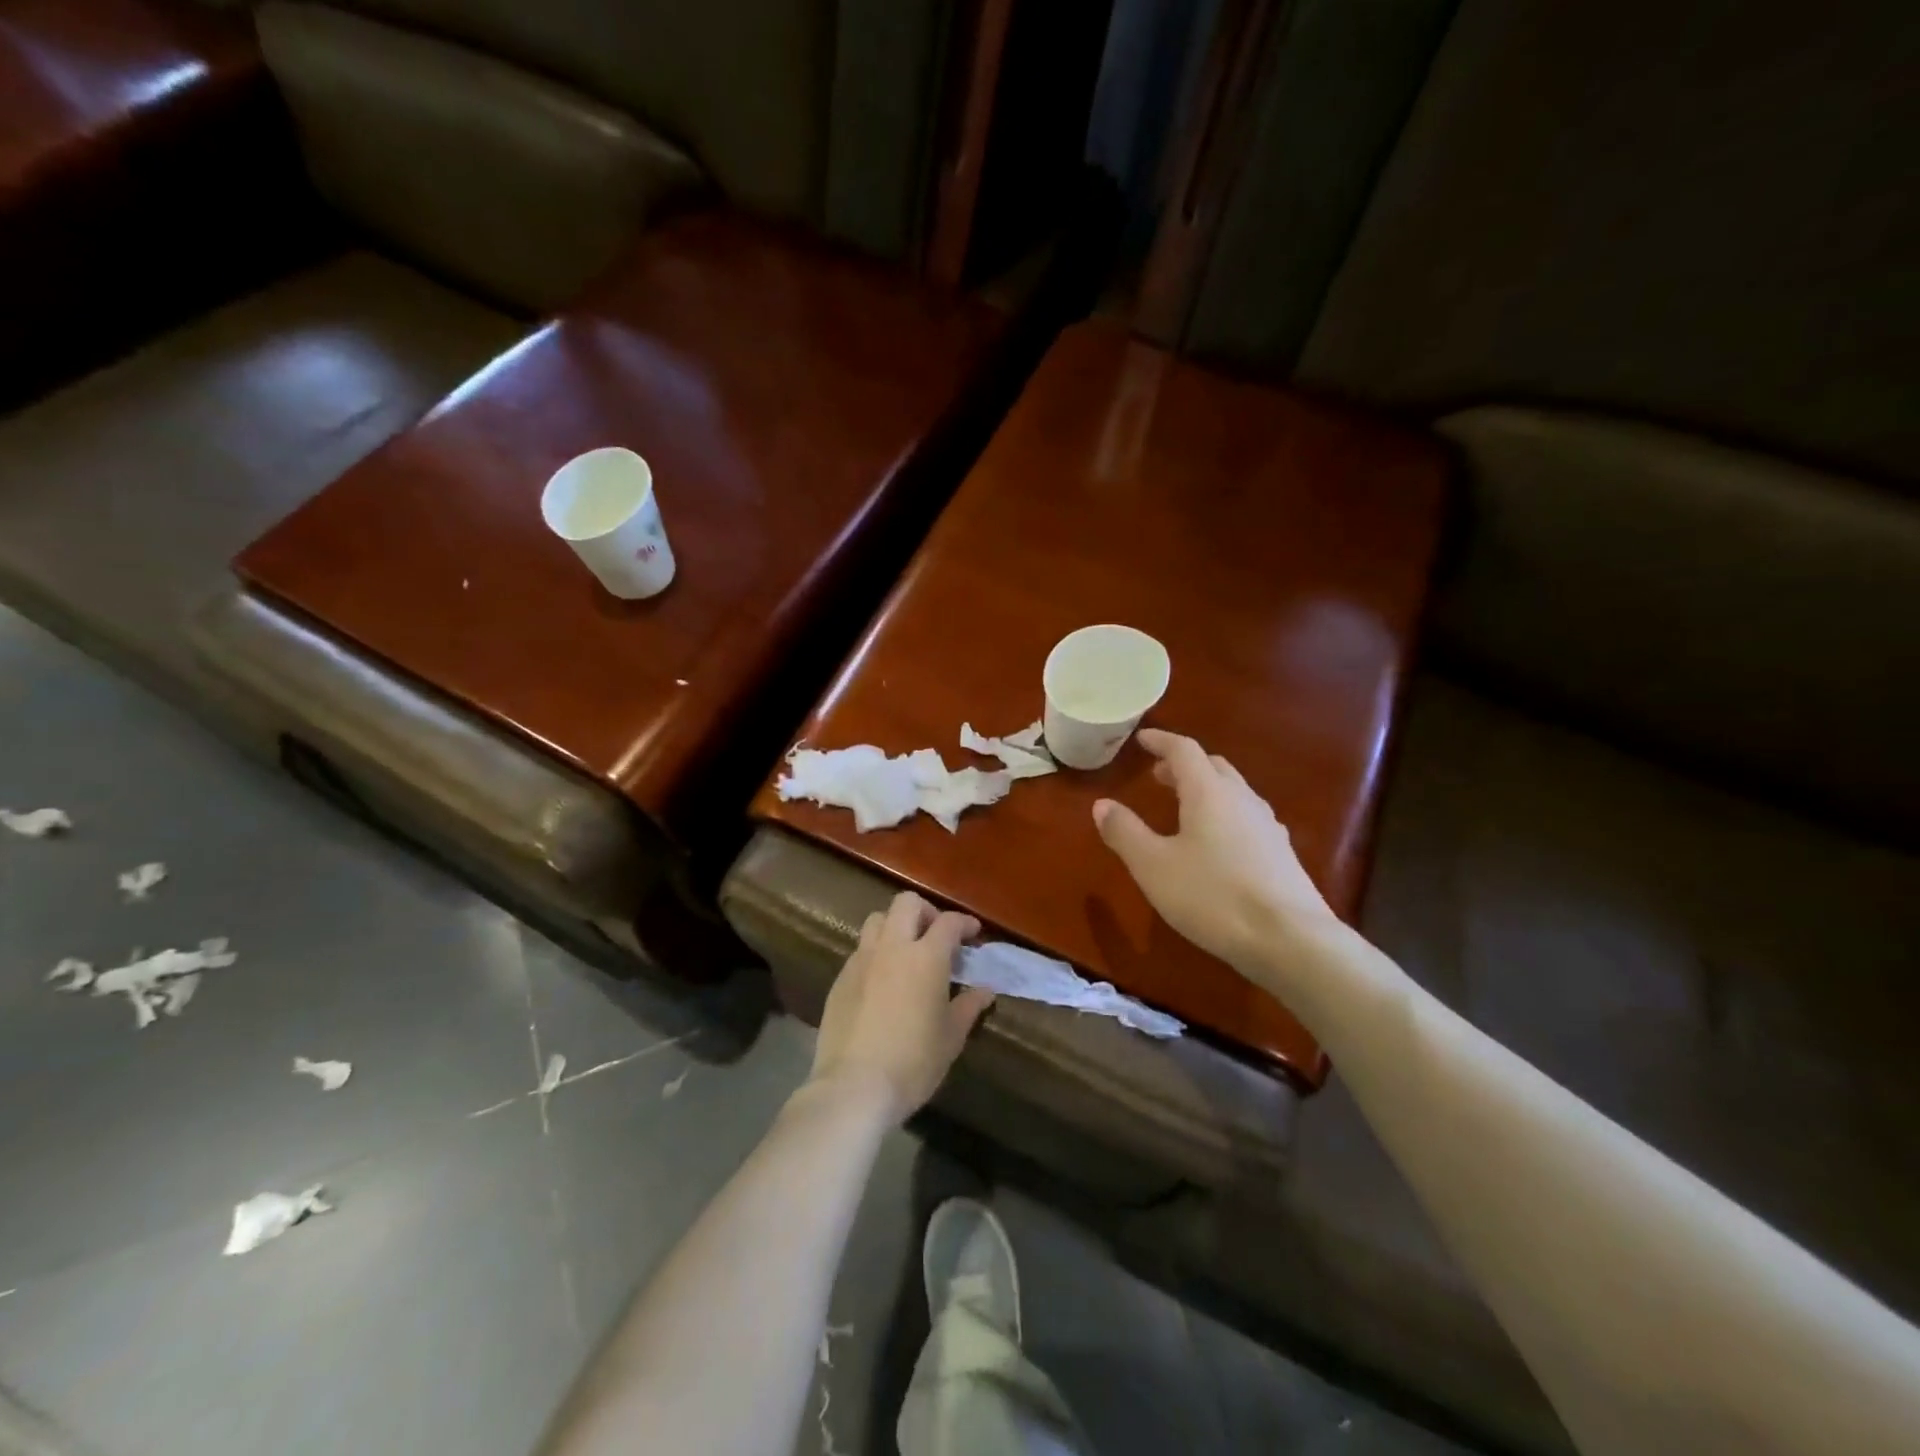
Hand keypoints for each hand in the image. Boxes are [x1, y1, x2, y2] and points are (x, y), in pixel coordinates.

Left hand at [809, 892, 993, 1122]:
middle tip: (937, 936)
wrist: (854, 1086)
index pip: (949, 922)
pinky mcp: (840, 978)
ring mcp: (862, 960)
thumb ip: (969, 1006)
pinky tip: (883, 981)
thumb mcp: (951, 1037)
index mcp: (926, 957)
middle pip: (907, 903)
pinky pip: (861, 950)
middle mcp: (892, 947)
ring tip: (907, 952)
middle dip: (926, 912)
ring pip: (878, 920)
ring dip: (896, 926)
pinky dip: (876, 953)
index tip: (973, 934)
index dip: (964, 923)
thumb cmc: (913, 1062)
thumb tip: (985, 990)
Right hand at [1093, 729, 1337, 971]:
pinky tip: (1219, 842)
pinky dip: (1225, 815)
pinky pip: (1248, 818)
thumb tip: (1102, 805)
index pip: (1184, 750)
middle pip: (1213, 767)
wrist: (1290, 940)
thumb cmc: (1212, 896)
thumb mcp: (1153, 866)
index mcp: (1209, 792)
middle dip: (1184, 766)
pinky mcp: (1282, 854)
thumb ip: (1125, 832)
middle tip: (1159, 775)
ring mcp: (1268, 826)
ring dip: (1206, 789)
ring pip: (1234, 792)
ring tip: (1185, 807)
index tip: (1142, 739)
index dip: (1161, 741)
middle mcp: (1242, 799)